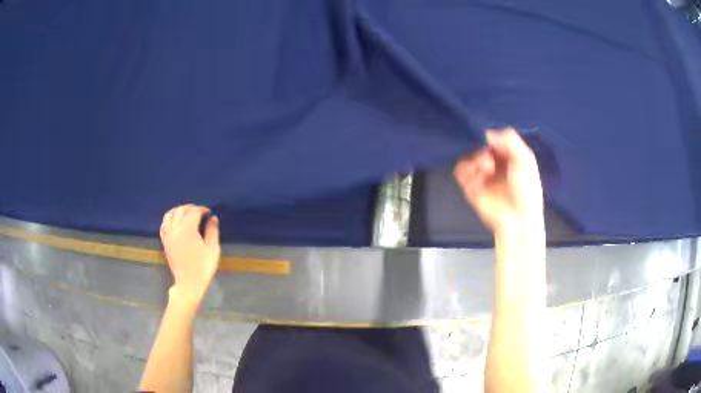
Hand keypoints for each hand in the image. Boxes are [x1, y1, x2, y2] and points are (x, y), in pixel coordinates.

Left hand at [160, 205, 220, 301]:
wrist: (189, 283)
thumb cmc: (203, 267)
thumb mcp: (212, 249)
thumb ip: (212, 231)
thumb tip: (213, 218)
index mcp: (188, 229)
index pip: (194, 211)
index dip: (202, 209)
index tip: (209, 213)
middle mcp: (175, 228)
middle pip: (181, 210)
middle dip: (190, 208)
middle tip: (199, 212)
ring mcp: (168, 234)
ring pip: (170, 214)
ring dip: (178, 210)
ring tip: (186, 214)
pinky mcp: (165, 241)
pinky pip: (164, 224)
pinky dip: (169, 219)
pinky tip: (175, 221)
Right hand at [453, 128, 543, 238]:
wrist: (518, 219)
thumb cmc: (526, 189)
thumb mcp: (525, 159)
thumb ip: (510, 140)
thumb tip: (487, 132)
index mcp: (508, 156)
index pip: (494, 138)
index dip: (491, 137)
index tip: (492, 140)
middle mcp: (494, 164)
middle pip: (479, 146)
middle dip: (482, 150)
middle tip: (489, 160)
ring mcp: (482, 176)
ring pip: (468, 156)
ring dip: (475, 160)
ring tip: (485, 170)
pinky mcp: (471, 187)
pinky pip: (460, 171)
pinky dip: (465, 171)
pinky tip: (477, 177)